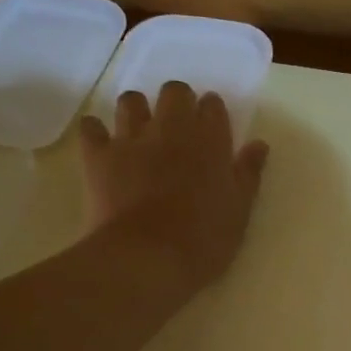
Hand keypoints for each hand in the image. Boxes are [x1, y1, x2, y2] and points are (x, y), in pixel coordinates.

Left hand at [80, 82, 269, 290]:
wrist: (147, 258)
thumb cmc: (203, 241)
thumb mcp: (239, 212)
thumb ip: (248, 174)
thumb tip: (258, 144)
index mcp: (210, 141)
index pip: (213, 106)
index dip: (213, 114)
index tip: (213, 131)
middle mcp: (171, 129)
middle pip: (174, 92)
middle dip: (178, 103)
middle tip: (179, 130)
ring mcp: (131, 139)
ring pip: (131, 101)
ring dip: (137, 112)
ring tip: (141, 134)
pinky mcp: (98, 156)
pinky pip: (91, 127)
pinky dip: (96, 131)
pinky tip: (102, 145)